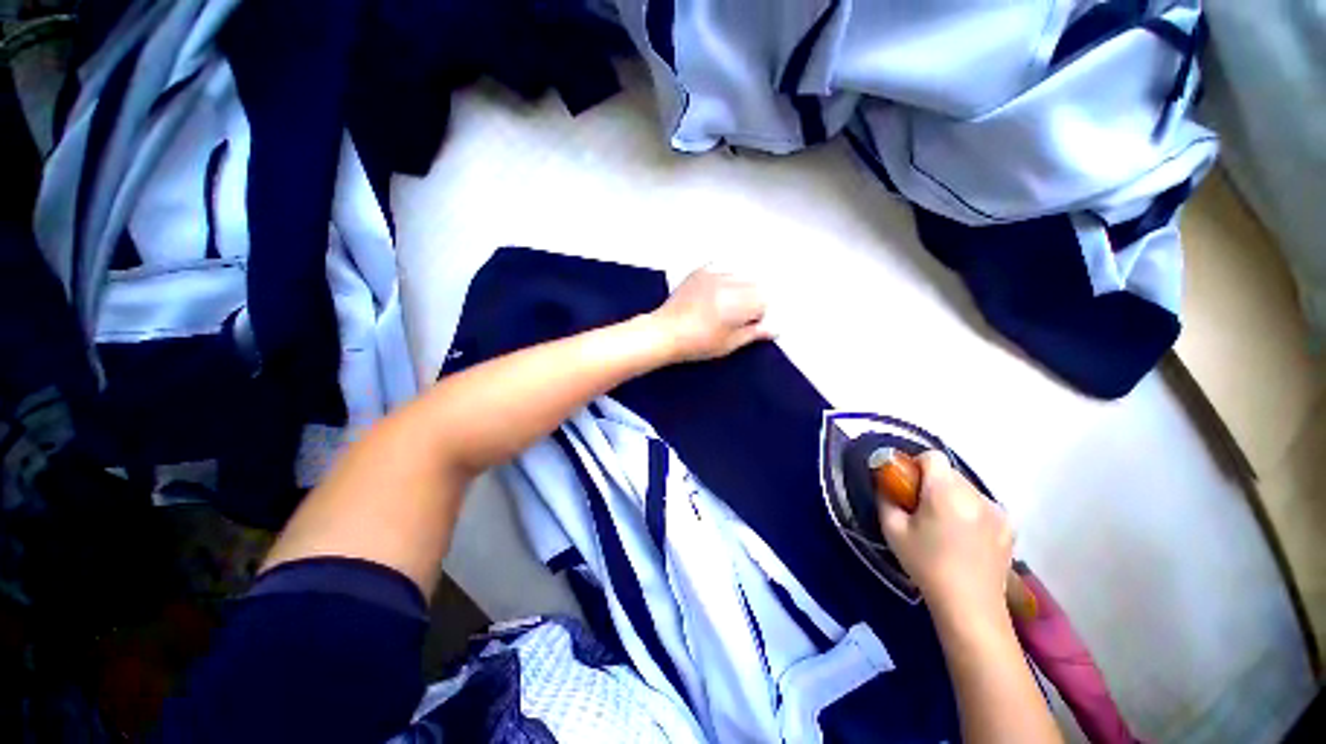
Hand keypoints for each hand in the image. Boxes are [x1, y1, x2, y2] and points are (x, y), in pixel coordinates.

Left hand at [650, 268, 772, 361]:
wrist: (664, 333)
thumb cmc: (695, 343)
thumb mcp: (729, 344)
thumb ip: (753, 334)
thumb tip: (772, 329)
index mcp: (739, 302)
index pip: (764, 301)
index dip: (758, 315)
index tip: (748, 325)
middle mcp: (728, 283)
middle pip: (754, 285)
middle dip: (750, 300)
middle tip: (735, 318)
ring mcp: (713, 274)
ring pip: (739, 276)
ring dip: (738, 288)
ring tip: (721, 307)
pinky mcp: (699, 272)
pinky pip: (721, 268)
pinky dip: (723, 278)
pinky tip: (714, 294)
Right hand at [879, 451, 1013, 624]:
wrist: (970, 606)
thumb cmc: (926, 565)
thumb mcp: (893, 530)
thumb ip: (885, 498)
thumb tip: (884, 483)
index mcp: (946, 493)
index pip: (933, 456)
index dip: (916, 464)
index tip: (908, 484)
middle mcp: (976, 495)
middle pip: (949, 472)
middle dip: (932, 482)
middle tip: (921, 507)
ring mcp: (997, 511)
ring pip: (966, 488)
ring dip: (951, 496)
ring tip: (944, 525)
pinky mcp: (1009, 526)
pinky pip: (982, 505)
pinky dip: (969, 511)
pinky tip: (964, 537)